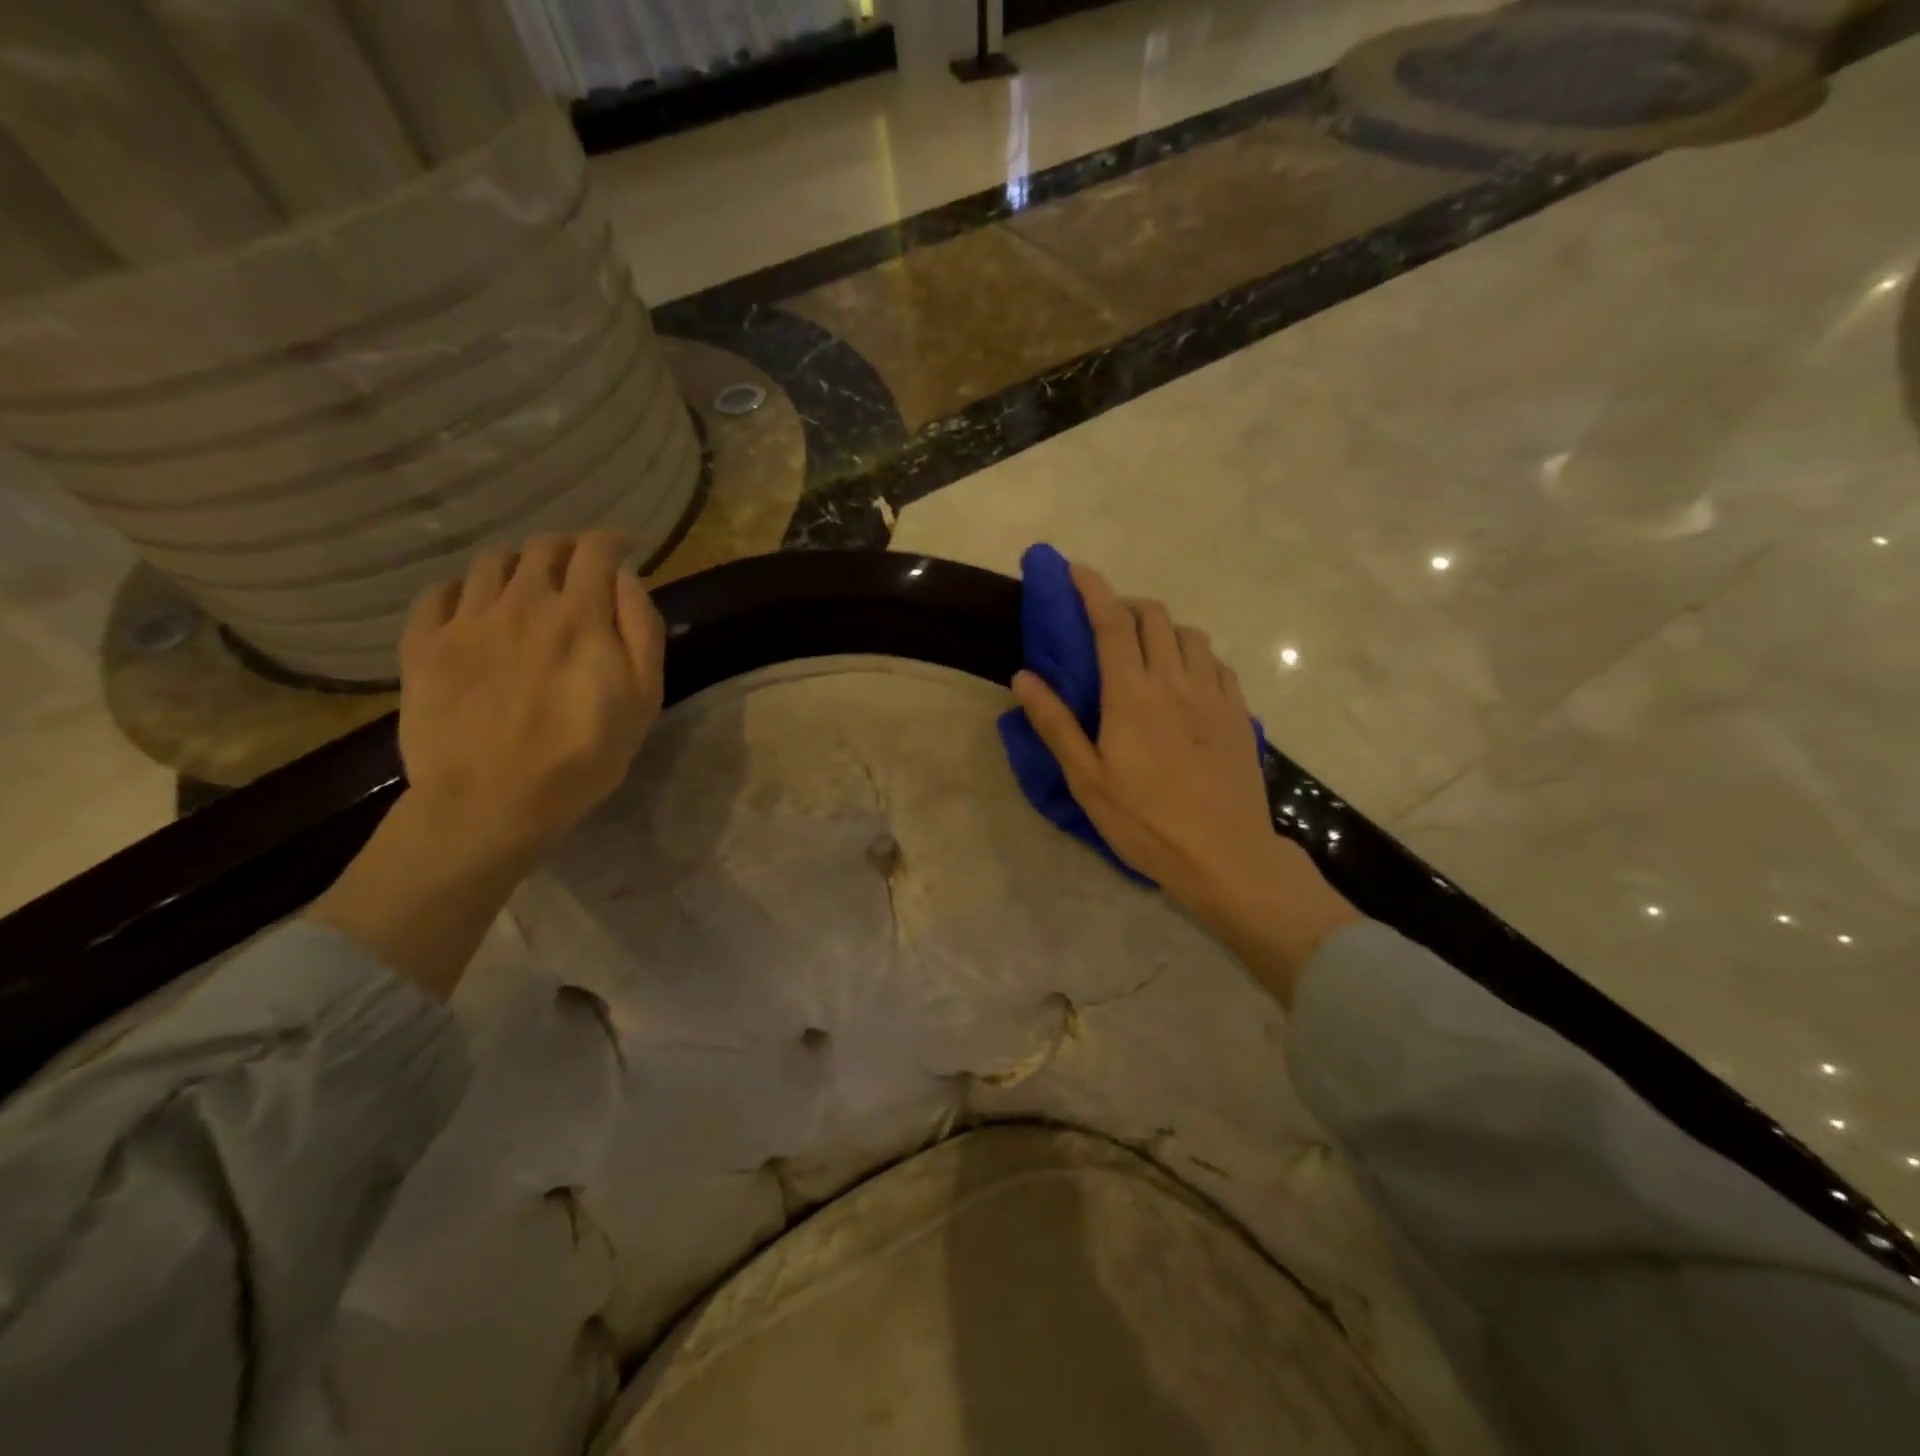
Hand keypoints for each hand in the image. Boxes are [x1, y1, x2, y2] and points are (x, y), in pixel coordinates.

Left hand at [397, 529, 664, 865]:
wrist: (492, 801)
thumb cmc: (583, 756)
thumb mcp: (643, 698)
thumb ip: (641, 629)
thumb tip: (627, 579)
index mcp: (578, 614)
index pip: (597, 550)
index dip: (615, 542)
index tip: (626, 550)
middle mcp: (521, 601)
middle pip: (543, 547)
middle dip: (569, 550)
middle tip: (580, 572)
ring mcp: (466, 620)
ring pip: (491, 563)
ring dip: (519, 565)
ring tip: (528, 588)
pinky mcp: (423, 645)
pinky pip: (439, 593)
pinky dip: (464, 590)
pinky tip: (475, 610)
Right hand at [1011, 562, 1358, 1004]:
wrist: (1224, 855)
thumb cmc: (1145, 822)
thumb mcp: (1087, 780)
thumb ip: (1055, 723)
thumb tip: (1023, 676)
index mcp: (1132, 694)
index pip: (1112, 621)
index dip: (1092, 588)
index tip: (1075, 570)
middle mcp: (1176, 681)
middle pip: (1155, 616)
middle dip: (1127, 603)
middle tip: (1106, 621)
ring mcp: (1214, 694)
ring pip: (1191, 634)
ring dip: (1164, 628)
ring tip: (1147, 650)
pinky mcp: (1239, 713)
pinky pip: (1217, 663)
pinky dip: (1194, 655)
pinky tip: (1186, 680)